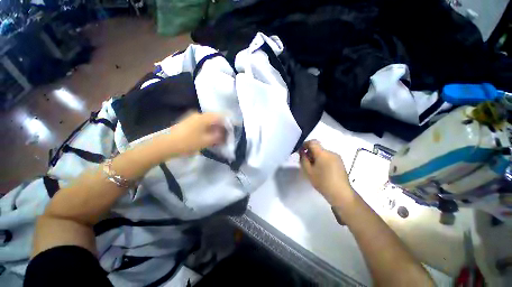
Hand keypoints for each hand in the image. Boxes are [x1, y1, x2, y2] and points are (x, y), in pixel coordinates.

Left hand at [167, 112, 225, 154]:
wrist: (166, 145)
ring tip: (219, 136)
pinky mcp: (188, 122)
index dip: (228, 122)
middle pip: (215, 118)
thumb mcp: (206, 141)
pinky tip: (210, 135)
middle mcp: (199, 114)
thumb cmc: (188, 143)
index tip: (233, 128)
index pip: (220, 116)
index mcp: (204, 117)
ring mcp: (192, 118)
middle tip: (226, 134)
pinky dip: (208, 129)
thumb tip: (224, 134)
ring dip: (215, 128)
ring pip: (209, 121)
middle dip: (222, 126)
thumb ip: (218, 137)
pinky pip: (203, 124)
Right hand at [299, 140, 352, 205]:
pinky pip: (328, 157)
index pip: (312, 142)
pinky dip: (322, 160)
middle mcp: (331, 152)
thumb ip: (303, 159)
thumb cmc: (322, 182)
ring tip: (314, 168)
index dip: (305, 144)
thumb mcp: (308, 171)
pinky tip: (322, 170)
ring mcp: (337, 157)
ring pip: (323, 153)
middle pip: (318, 148)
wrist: (341, 194)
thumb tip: (302, 151)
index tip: (301, 152)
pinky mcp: (340, 162)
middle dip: (310, 152)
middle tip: (306, 163)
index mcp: (323, 153)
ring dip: (316, 157)